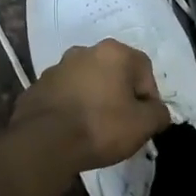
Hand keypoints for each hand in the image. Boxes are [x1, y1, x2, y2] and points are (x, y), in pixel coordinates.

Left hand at [11, 39, 172, 170]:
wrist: (43, 143)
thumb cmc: (100, 127)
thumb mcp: (143, 125)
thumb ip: (159, 113)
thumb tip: (157, 111)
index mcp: (113, 53)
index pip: (144, 70)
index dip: (149, 97)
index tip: (144, 121)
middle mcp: (84, 52)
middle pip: (114, 73)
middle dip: (121, 95)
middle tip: (122, 124)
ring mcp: (57, 68)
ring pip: (87, 83)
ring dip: (95, 99)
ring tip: (95, 129)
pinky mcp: (37, 87)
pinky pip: (64, 95)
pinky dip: (72, 108)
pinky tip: (72, 130)